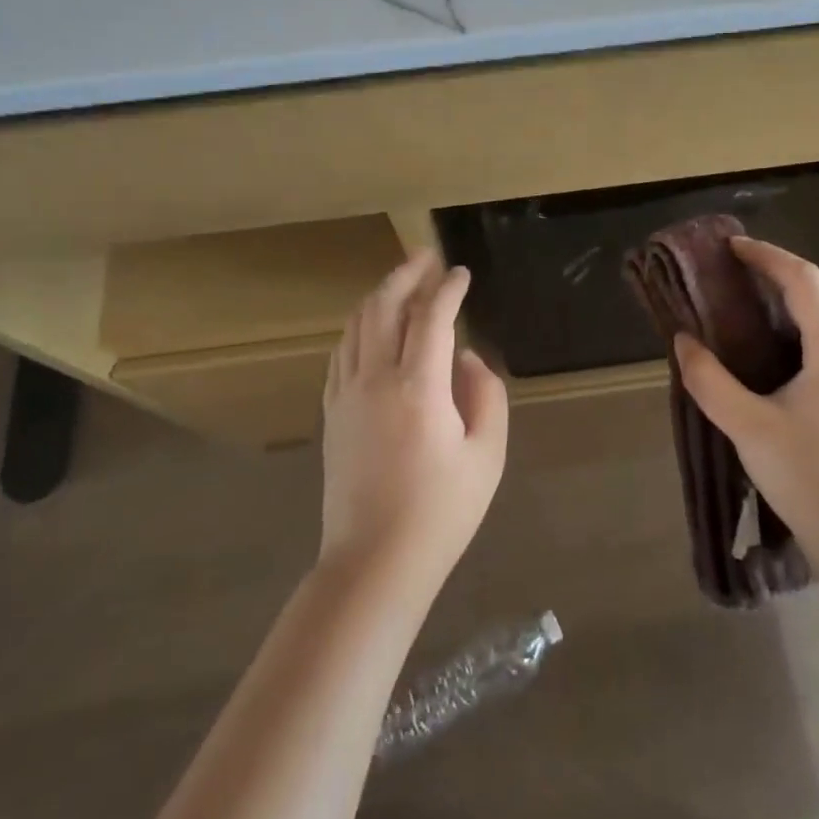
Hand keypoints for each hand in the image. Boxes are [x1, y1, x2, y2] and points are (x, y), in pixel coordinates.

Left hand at [319, 250, 508, 595]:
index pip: (431, 316)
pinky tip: (369, 327)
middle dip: (406, 274)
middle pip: (384, 306)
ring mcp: (346, 393)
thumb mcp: (487, 455)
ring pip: (357, 324)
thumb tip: (467, 357)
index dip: (448, 288)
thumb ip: (486, 395)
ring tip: (401, 283)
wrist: (374, 561)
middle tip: (426, 257)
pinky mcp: (331, 412)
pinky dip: (358, 326)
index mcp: (418, 386)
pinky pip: (341, 352)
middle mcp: (375, 378)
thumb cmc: (441, 512)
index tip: (462, 273)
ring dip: (380, 295)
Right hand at [675, 236, 818, 567]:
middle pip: (814, 301)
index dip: (768, 256)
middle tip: (725, 278)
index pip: (804, 282)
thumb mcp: (748, 427)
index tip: (731, 247)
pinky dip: (791, 339)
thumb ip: (710, 381)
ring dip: (780, 312)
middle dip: (771, 280)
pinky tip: (765, 361)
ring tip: (737, 314)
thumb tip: (683, 342)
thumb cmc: (808, 479)